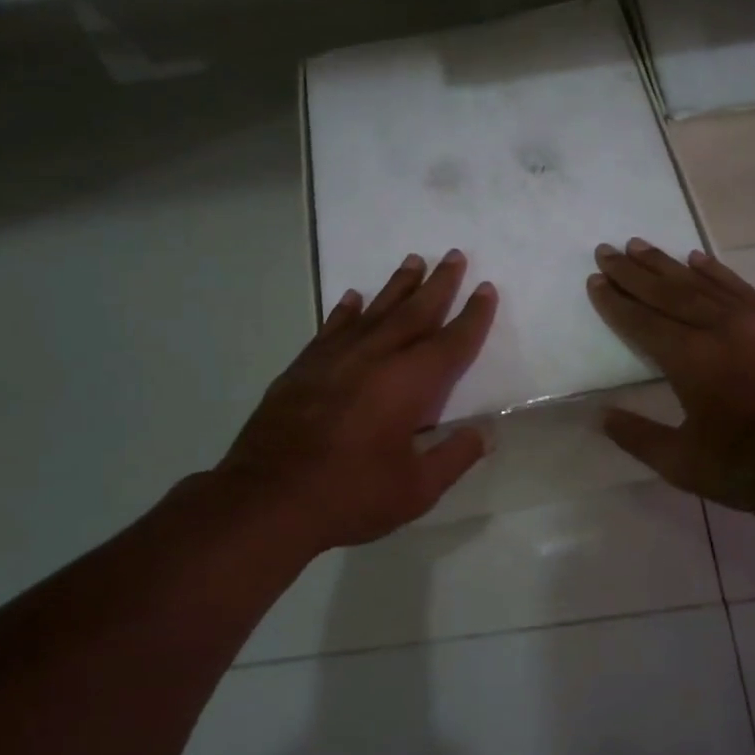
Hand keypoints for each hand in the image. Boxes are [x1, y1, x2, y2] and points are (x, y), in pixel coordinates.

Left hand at [203, 249, 496, 554]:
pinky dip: (345, 310)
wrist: (268, 499)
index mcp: (410, 383)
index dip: (473, 316)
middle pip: (415, 312)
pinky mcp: (304, 367)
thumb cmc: (351, 495)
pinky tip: (353, 297)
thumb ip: (455, 456)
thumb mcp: (417, 489)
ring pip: (375, 311)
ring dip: (397, 285)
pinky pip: (332, 327)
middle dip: (439, 284)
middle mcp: (376, 358)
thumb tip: (486, 432)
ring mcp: (336, 358)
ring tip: (414, 260)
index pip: (452, 341)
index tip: (486, 289)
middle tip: (454, 255)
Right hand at [587, 238, 754, 521]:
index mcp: (693, 360)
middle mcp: (721, 328)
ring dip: (668, 264)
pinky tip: (699, 259)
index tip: (595, 281)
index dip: (615, 302)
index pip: (642, 321)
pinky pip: (740, 287)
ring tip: (640, 246)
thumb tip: (602, 415)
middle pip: (668, 292)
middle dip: (633, 272)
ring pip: (702, 283)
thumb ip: (639, 437)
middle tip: (606, 250)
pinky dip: (715, 271)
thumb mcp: (686, 466)